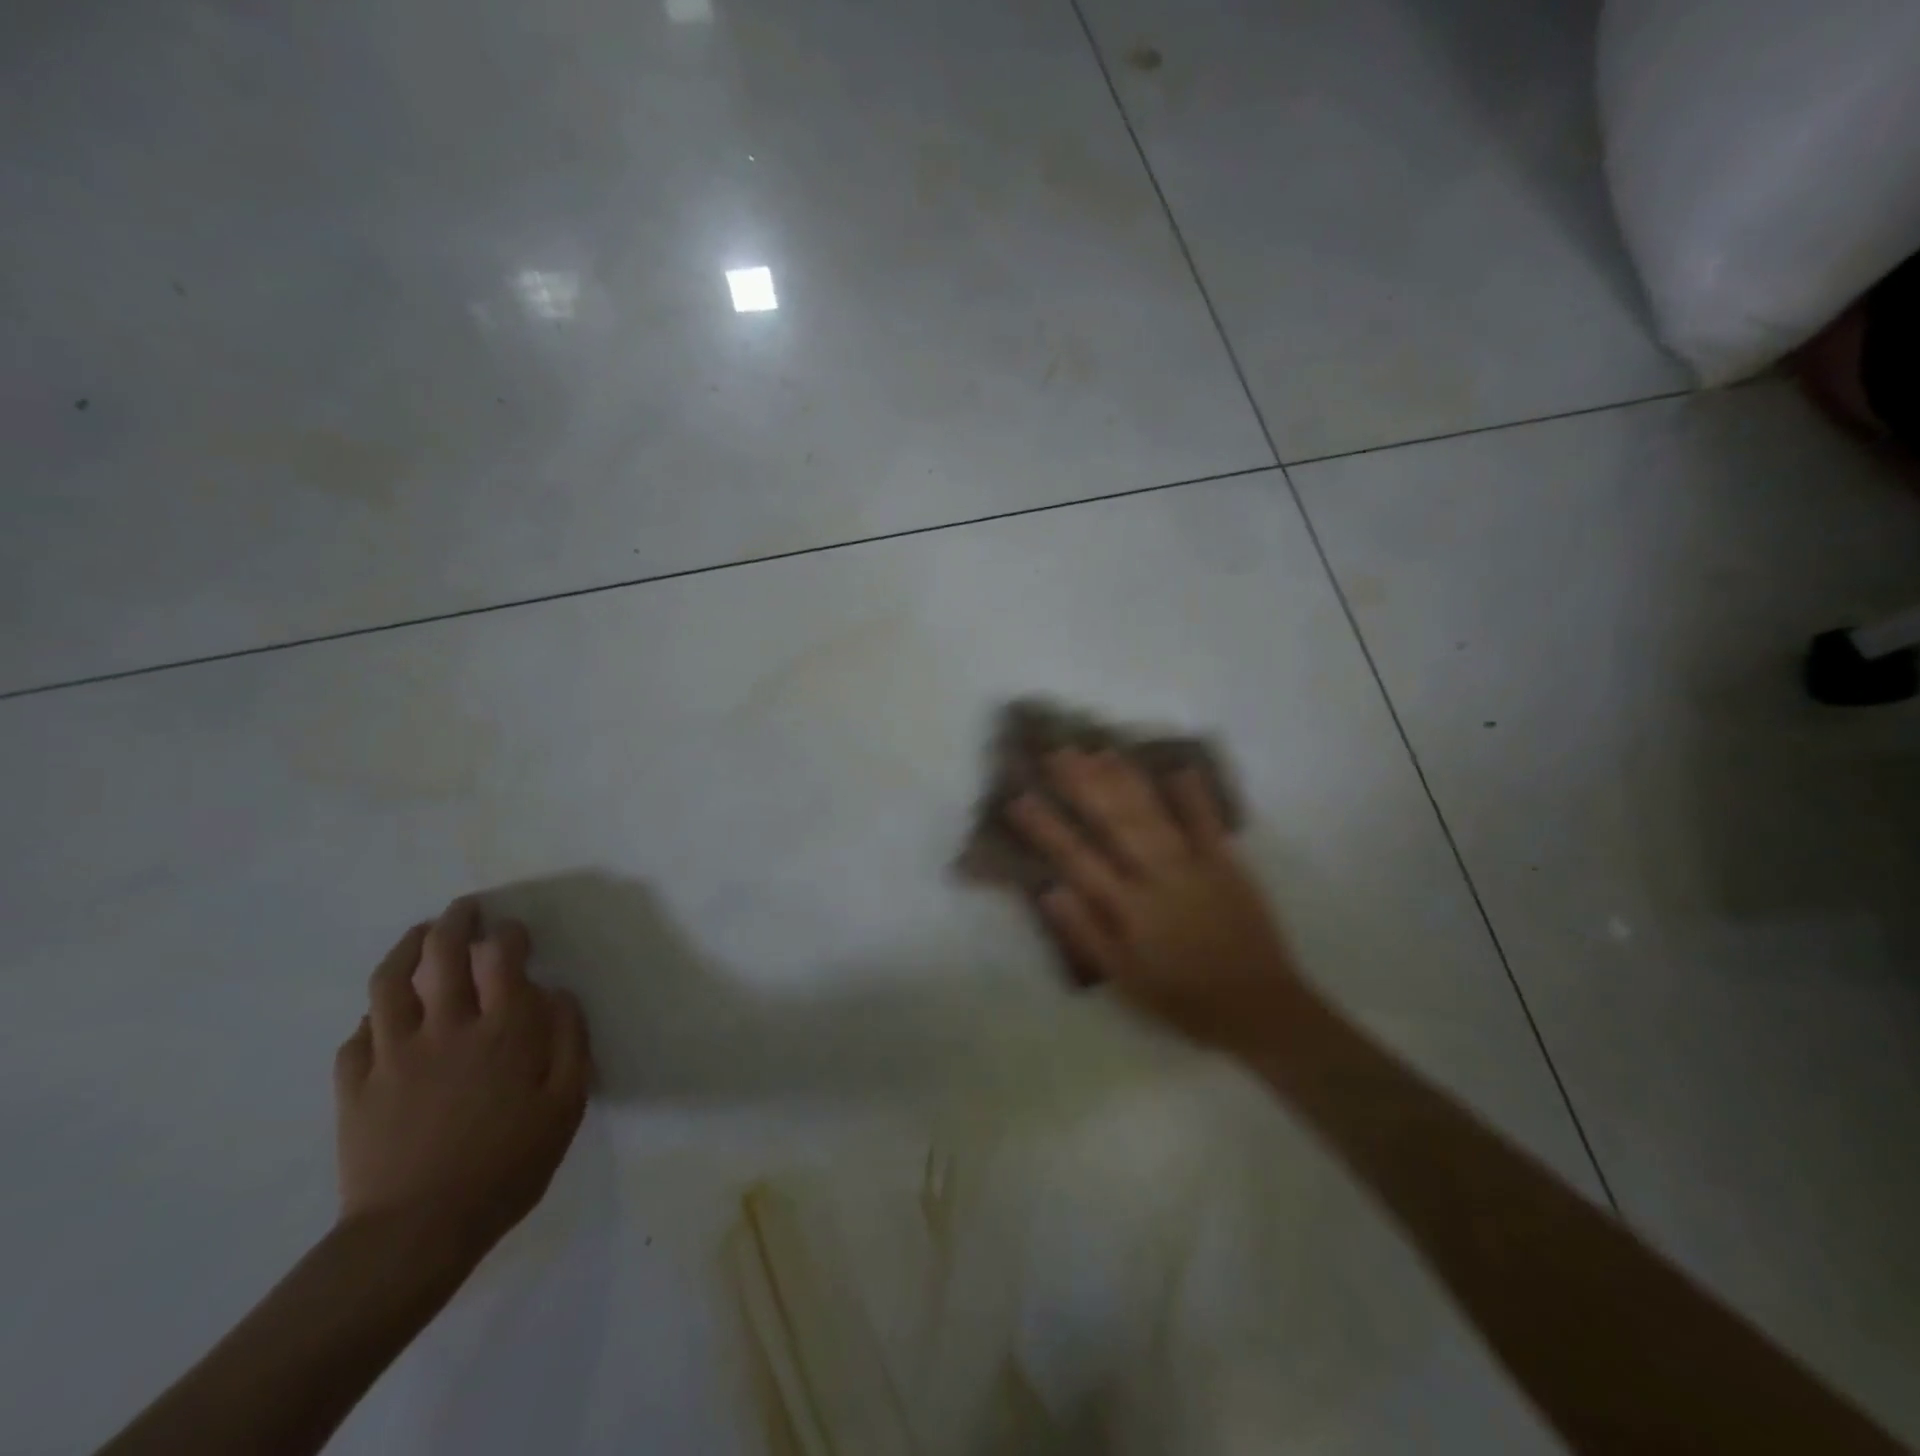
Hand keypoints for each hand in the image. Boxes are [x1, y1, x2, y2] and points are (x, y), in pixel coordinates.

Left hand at [333, 899, 591, 1258]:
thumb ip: (569, 1041)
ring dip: (406, 948)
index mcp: (502, 1030)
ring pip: (390, 982)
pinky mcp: (356, 1085)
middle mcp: (447, 1027)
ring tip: (420, 935)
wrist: (416, 1233)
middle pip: (443, 954)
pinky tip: (384, 1014)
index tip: (516, 932)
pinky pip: (359, 1034)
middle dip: (457, 922)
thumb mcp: (566, 1105)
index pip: (503, 957)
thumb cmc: (507, 1165)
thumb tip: (560, 993)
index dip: (510, 934)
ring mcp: (394, 1054)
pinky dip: (374, 1014)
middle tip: (466, 908)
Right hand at [1008, 749, 1306, 1045]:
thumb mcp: (1123, 980)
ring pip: (1153, 814)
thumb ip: (1085, 933)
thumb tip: (1051, 889)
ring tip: (1101, 750)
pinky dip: (1193, 795)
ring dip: (1126, 780)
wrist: (1259, 1007)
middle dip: (1084, 784)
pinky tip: (1178, 767)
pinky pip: (1207, 823)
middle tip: (1060, 751)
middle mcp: (1155, 878)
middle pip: (1114, 822)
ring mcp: (1193, 866)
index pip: (1076, 858)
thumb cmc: (1181, 997)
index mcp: (1126, 908)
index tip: (1020, 798)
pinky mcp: (1227, 864)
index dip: (1046, 827)